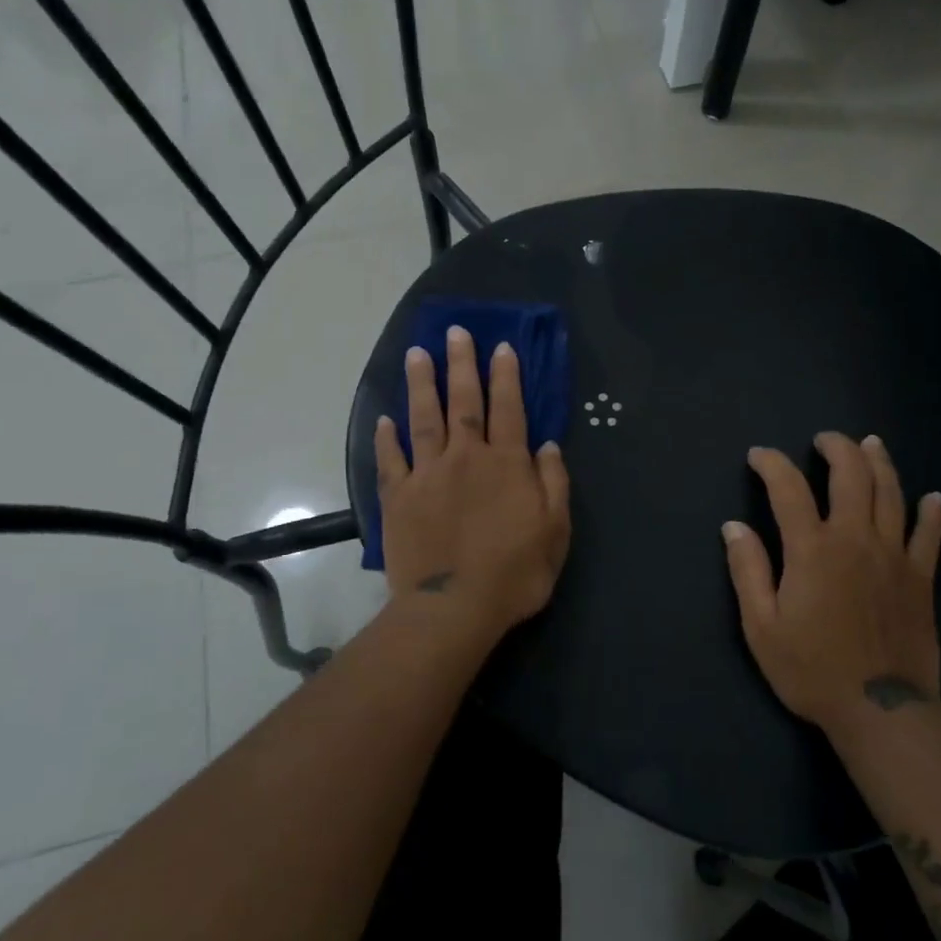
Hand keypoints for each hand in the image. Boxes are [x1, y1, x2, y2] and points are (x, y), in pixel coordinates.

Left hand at [374, 325, 571, 647]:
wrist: (453, 609)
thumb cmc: (514, 573)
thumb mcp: (555, 532)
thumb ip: (553, 484)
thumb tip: (548, 446)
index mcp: (506, 464)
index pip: (509, 409)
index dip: (506, 376)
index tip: (500, 347)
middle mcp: (465, 458)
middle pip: (464, 402)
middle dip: (461, 364)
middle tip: (456, 332)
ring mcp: (427, 475)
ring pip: (424, 419)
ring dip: (421, 385)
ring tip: (416, 353)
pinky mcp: (398, 498)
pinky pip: (390, 460)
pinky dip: (386, 438)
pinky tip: (384, 418)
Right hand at [723, 432, 940, 734]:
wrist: (879, 711)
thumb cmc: (811, 669)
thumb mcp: (761, 626)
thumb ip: (747, 571)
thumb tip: (733, 527)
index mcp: (812, 549)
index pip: (788, 488)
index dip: (771, 464)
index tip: (758, 456)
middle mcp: (855, 539)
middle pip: (851, 475)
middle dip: (836, 447)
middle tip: (824, 439)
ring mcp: (894, 555)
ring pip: (891, 493)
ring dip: (879, 462)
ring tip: (870, 443)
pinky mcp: (920, 577)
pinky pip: (930, 535)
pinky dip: (932, 513)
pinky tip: (934, 497)